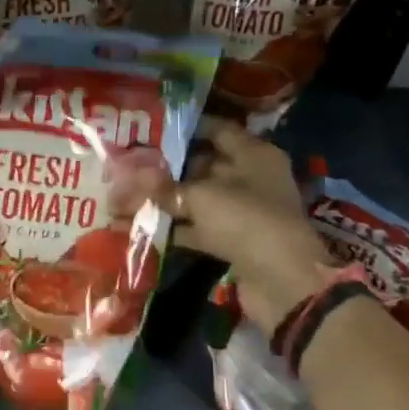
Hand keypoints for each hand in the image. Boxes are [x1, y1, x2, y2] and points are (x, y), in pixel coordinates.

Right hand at [130, 118, 335, 327]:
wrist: (281, 281)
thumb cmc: (245, 219)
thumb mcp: (200, 196)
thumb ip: (165, 186)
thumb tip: (131, 174)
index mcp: (253, 154)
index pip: (217, 130)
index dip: (186, 128)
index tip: (151, 128)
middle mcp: (251, 177)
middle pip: (204, 164)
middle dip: (168, 167)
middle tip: (131, 163)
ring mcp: (243, 211)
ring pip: (198, 198)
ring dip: (167, 199)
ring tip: (127, 194)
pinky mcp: (233, 240)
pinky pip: (198, 227)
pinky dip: (174, 227)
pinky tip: (141, 225)